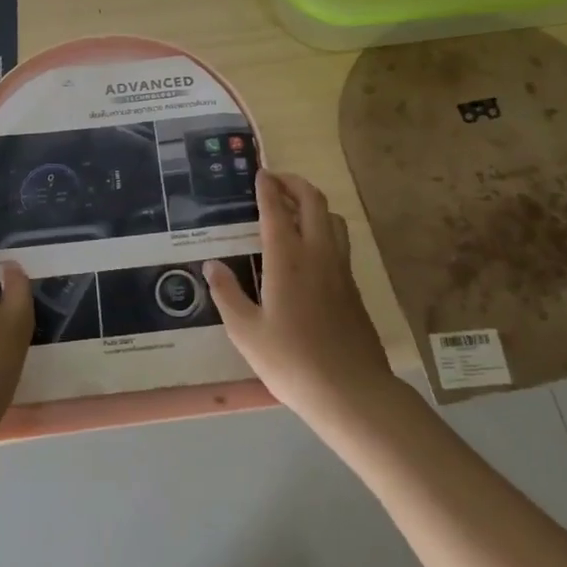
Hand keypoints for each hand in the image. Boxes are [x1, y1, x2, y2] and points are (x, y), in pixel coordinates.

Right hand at [205, 170, 394, 427]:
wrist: (353, 393)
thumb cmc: (292, 362)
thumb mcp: (246, 332)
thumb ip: (227, 294)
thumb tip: (212, 265)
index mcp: (288, 258)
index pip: (277, 209)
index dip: (267, 188)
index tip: (260, 173)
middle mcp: (318, 254)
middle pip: (313, 202)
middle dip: (295, 184)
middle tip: (276, 182)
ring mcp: (341, 270)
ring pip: (333, 220)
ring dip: (313, 205)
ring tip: (294, 211)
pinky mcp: (354, 288)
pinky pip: (340, 243)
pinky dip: (323, 230)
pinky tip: (309, 251)